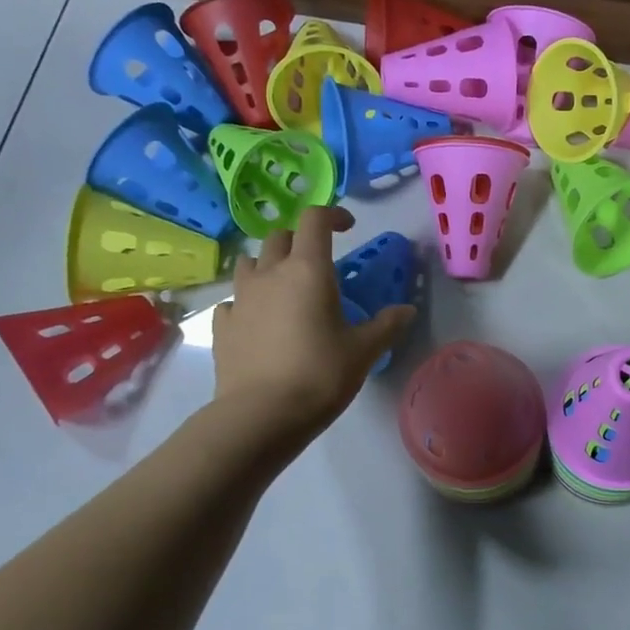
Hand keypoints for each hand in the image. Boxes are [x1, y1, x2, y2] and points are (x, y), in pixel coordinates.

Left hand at [208, 207, 413, 447]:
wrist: (261, 415)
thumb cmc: (320, 375)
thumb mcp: (364, 351)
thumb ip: (387, 325)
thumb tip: (407, 310)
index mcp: (308, 271)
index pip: (315, 219)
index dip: (332, 215)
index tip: (348, 227)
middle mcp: (270, 274)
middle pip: (279, 237)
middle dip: (300, 241)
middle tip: (319, 264)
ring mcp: (240, 298)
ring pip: (250, 263)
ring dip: (268, 266)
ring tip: (285, 289)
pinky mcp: (222, 325)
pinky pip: (234, 300)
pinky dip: (248, 302)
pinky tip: (260, 323)